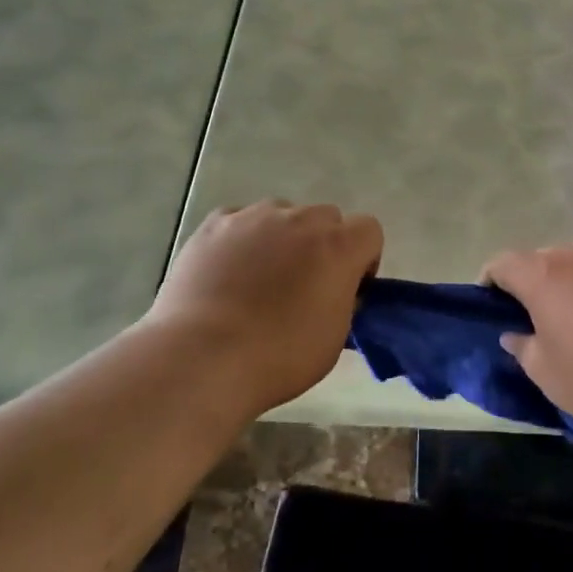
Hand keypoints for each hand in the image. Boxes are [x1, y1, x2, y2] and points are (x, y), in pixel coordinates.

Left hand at [145, 202, 382, 415]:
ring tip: (257, 278)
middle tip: (303, 284)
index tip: (348, 287)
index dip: (363, 258)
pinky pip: (238, 221)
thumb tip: (334, 290)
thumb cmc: (279, 357)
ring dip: (281, 238)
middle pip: (325, 218)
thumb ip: (343, 301)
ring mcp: (254, 217)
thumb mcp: (334, 337)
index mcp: (338, 247)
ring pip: (280, 215)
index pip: (369, 230)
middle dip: (322, 244)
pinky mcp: (215, 224)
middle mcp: (300, 220)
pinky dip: (240, 239)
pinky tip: (226, 272)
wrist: (203, 357)